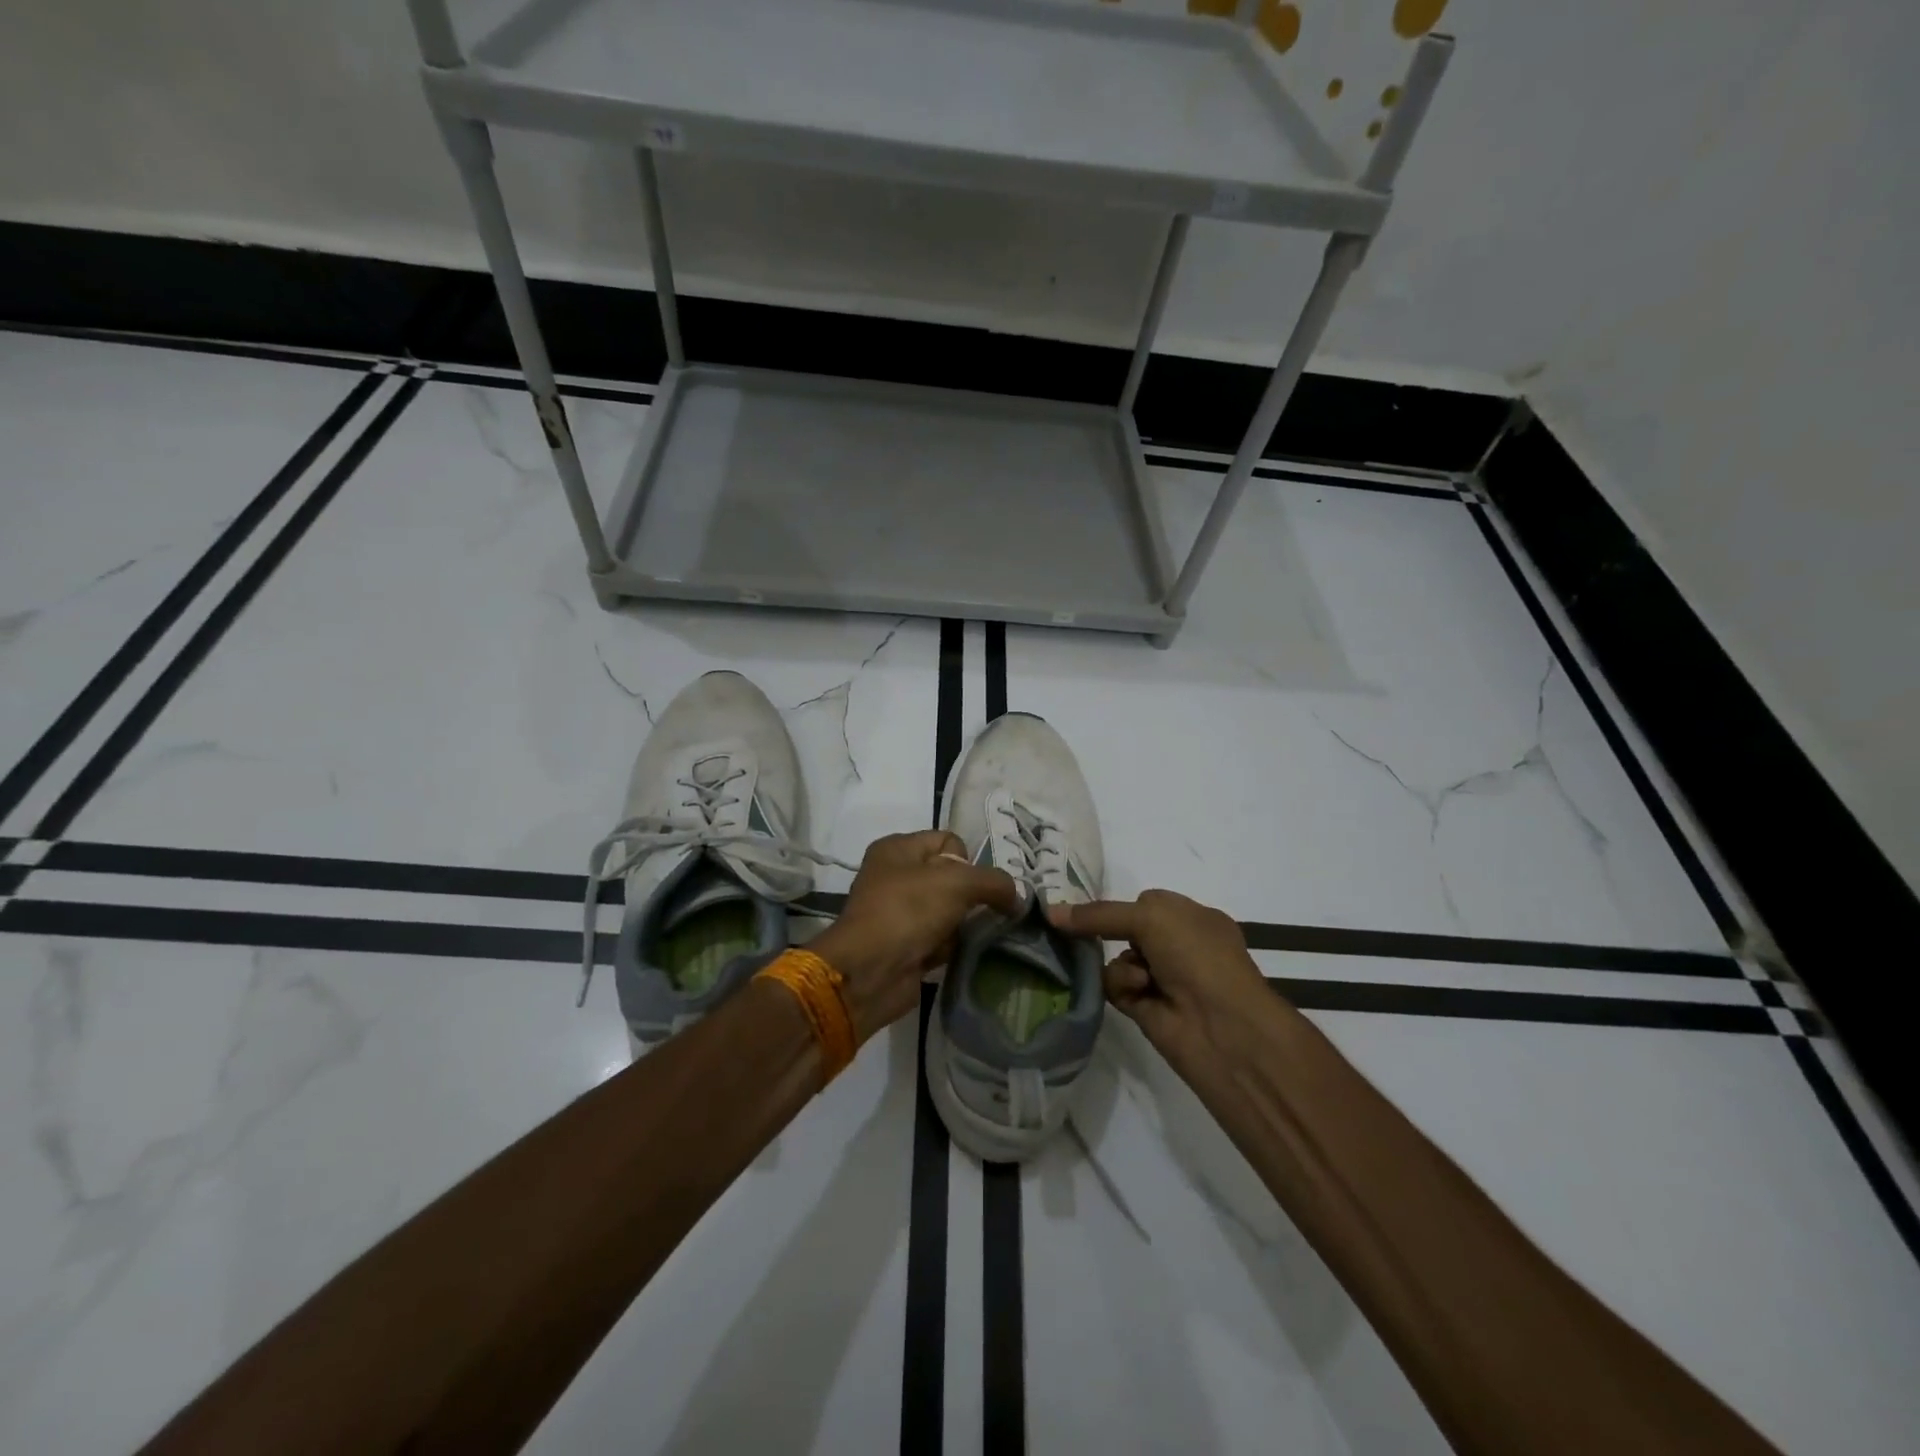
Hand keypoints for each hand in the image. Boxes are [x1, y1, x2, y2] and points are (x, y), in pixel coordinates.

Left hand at [812, 831, 1020, 1041]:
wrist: (869, 972)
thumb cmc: (908, 911)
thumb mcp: (958, 882)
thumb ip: (995, 882)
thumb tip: (1017, 897)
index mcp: (898, 849)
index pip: (949, 840)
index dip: (968, 860)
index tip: (973, 884)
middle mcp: (896, 876)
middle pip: (952, 877)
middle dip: (972, 895)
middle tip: (985, 911)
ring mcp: (899, 913)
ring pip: (949, 910)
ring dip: (965, 924)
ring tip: (973, 935)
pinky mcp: (906, 945)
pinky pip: (941, 939)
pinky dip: (954, 946)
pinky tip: (961, 954)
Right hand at [1048, 890, 1271, 1066]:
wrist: (1221, 1025)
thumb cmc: (1196, 955)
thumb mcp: (1150, 917)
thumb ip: (1099, 914)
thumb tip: (1051, 912)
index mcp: (1193, 918)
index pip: (1147, 902)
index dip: (1122, 905)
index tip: (1092, 908)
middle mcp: (1180, 946)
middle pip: (1127, 930)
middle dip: (1110, 932)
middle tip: (1086, 931)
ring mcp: (1163, 978)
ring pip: (1117, 958)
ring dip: (1121, 964)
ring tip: (1137, 977)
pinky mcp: (1145, 1007)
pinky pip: (1116, 987)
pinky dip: (1121, 986)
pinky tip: (1137, 992)